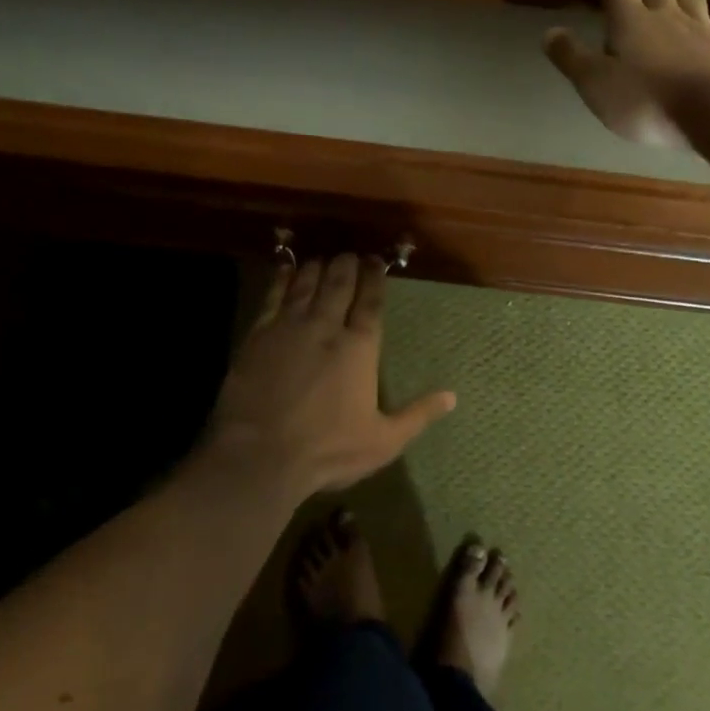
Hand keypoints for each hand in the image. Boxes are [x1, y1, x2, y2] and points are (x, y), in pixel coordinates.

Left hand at [203, 254, 455, 499]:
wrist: (259, 455)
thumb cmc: (328, 450)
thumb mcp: (383, 441)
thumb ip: (418, 415)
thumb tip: (452, 396)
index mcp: (359, 348)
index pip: (371, 303)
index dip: (375, 278)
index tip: (376, 261)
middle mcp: (326, 328)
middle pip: (338, 285)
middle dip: (347, 265)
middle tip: (350, 255)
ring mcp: (289, 328)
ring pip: (307, 285)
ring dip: (317, 268)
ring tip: (323, 259)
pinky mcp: (258, 336)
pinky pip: (273, 297)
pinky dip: (282, 279)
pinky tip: (286, 269)